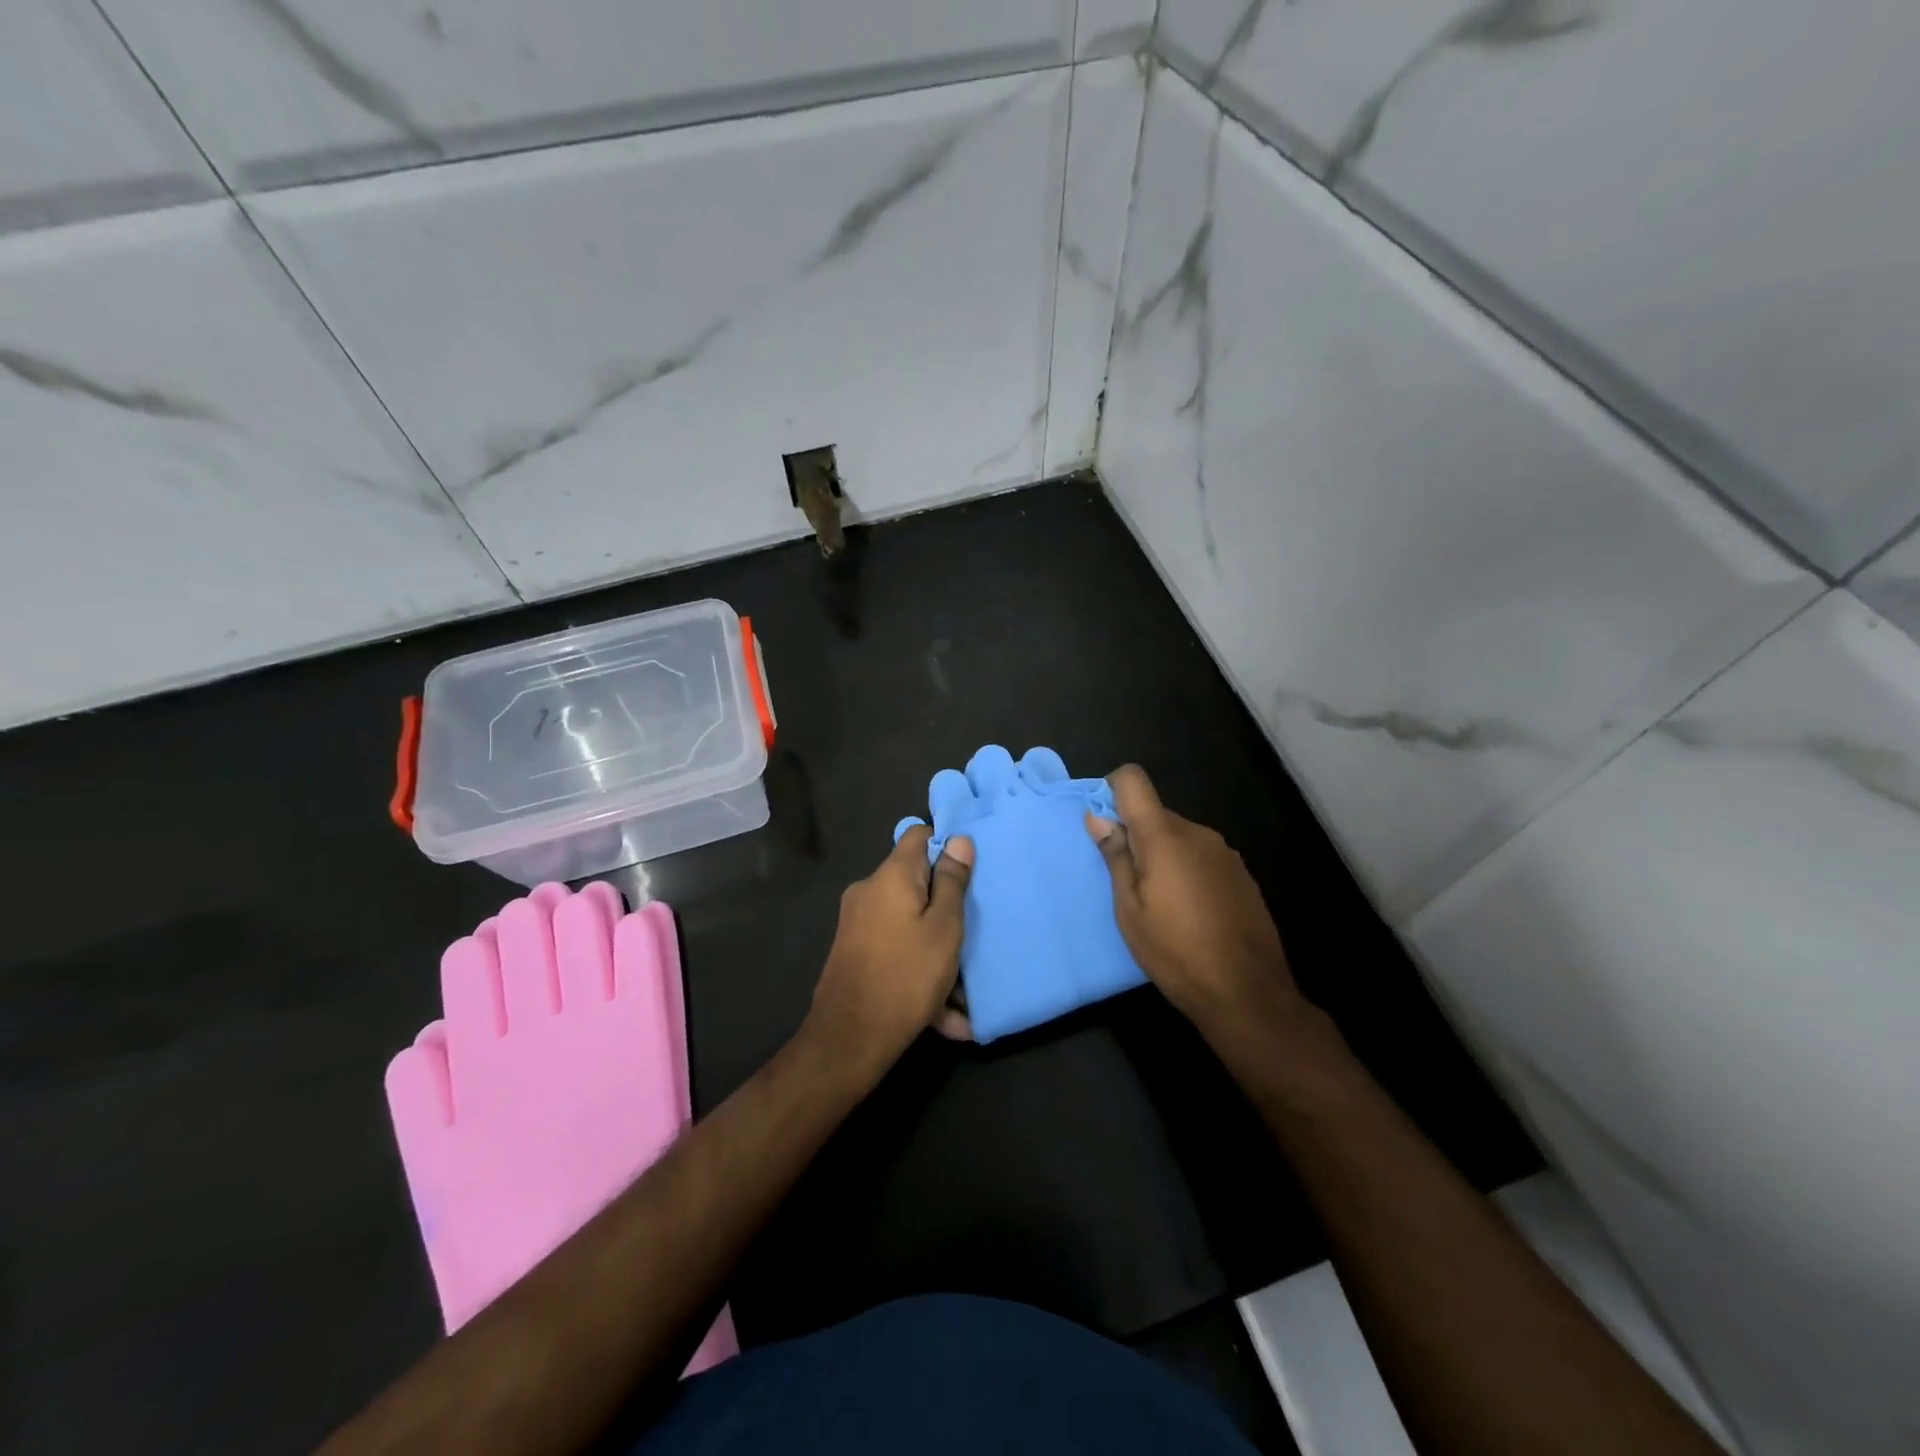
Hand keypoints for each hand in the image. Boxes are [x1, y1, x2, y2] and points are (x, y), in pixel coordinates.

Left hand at [807, 826, 973, 1068]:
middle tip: (976, 930)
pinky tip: (949, 1016)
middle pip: (915, 882)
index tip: (972, 870)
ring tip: (968, 991)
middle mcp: (869, 892)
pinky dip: (921, 972)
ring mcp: (858, 924)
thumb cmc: (906, 975)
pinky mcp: (855, 954)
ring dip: (938, 950)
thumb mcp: (944, 928)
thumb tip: (959, 840)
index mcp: (891, 876)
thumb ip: (952, 882)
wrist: (849, 1040)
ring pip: (910, 924)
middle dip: (947, 906)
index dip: (947, 845)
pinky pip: (897, 951)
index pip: (918, 836)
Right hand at [1087, 765, 1304, 1039]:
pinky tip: (1191, 911)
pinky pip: (1202, 856)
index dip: (1112, 790)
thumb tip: (1097, 817)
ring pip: (1180, 837)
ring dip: (1163, 855)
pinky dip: (1187, 869)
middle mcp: (1198, 833)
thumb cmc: (1175, 952)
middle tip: (1128, 882)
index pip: (1133, 780)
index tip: (1104, 824)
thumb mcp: (1129, 910)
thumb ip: (1115, 858)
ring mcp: (1225, 852)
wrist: (1248, 993)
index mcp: (1164, 837)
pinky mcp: (1242, 874)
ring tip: (1160, 903)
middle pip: (1156, 814)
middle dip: (1136, 836)